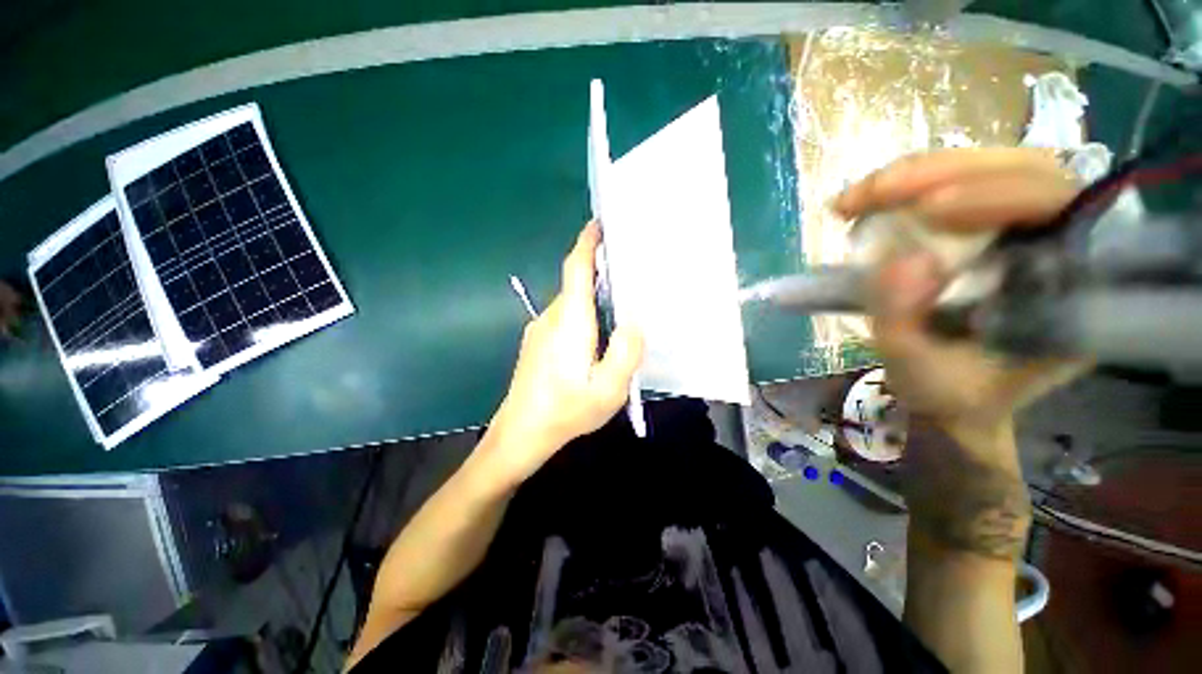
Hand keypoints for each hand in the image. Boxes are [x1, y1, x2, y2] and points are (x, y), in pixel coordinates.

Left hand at [484, 222, 643, 487]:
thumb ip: (625, 353)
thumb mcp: (607, 390)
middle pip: (575, 284)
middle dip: (599, 271)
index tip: (599, 224)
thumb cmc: (565, 412)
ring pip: (571, 303)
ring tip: (621, 304)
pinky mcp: (538, 343)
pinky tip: (598, 334)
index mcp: (570, 322)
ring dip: (593, 296)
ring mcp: (540, 330)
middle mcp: (552, 317)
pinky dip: (584, 314)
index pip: (576, 269)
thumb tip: (634, 322)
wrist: (520, 433)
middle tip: (630, 271)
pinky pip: (565, 317)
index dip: (586, 243)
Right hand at [834, 148, 1085, 465]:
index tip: (924, 209)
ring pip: (985, 166)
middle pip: (1020, 168)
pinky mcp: (991, 222)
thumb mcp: (922, 373)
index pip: (1061, 207)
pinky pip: (956, 184)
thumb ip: (906, 326)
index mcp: (1074, 288)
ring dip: (914, 176)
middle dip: (938, 173)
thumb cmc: (951, 392)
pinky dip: (907, 187)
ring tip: (854, 201)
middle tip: (866, 195)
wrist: (951, 392)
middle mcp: (1062, 241)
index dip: (998, 194)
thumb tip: (900, 261)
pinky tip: (869, 203)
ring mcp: (1026, 225)